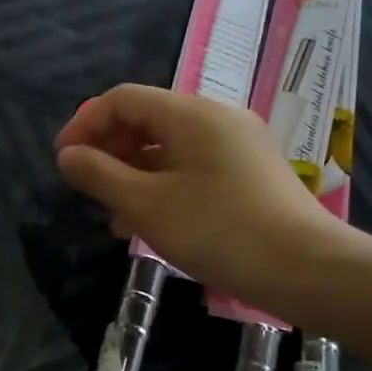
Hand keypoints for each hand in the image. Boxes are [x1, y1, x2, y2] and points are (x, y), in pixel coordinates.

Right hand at [54, 84, 350, 319]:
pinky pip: (192, 167)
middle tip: (87, 190)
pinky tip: (151, 224)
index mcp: (191, 113)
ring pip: (168, 148)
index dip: (85, 124)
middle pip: (146, 120)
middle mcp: (216, 118)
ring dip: (133, 175)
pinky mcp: (250, 174)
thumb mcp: (146, 204)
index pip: (123, 99)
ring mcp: (237, 146)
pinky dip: (163, 186)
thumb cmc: (219, 230)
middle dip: (109, 152)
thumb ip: (99, 175)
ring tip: (114, 218)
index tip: (63, 161)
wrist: (308, 270)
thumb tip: (67, 156)